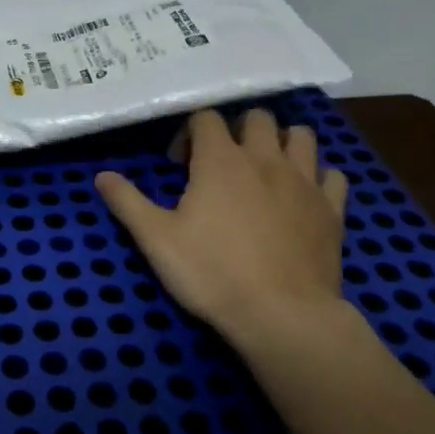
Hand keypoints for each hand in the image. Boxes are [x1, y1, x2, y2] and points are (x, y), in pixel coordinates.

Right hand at [95, 108, 352, 348]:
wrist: (282, 316)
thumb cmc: (212, 272)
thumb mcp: (156, 239)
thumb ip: (127, 202)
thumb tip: (100, 175)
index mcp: (220, 160)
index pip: (206, 117)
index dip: (189, 132)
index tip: (179, 165)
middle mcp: (265, 159)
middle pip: (258, 117)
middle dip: (238, 129)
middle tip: (221, 162)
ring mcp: (305, 182)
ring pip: (302, 136)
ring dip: (283, 142)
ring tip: (266, 168)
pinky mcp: (332, 210)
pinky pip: (333, 176)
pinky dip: (319, 176)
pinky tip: (304, 195)